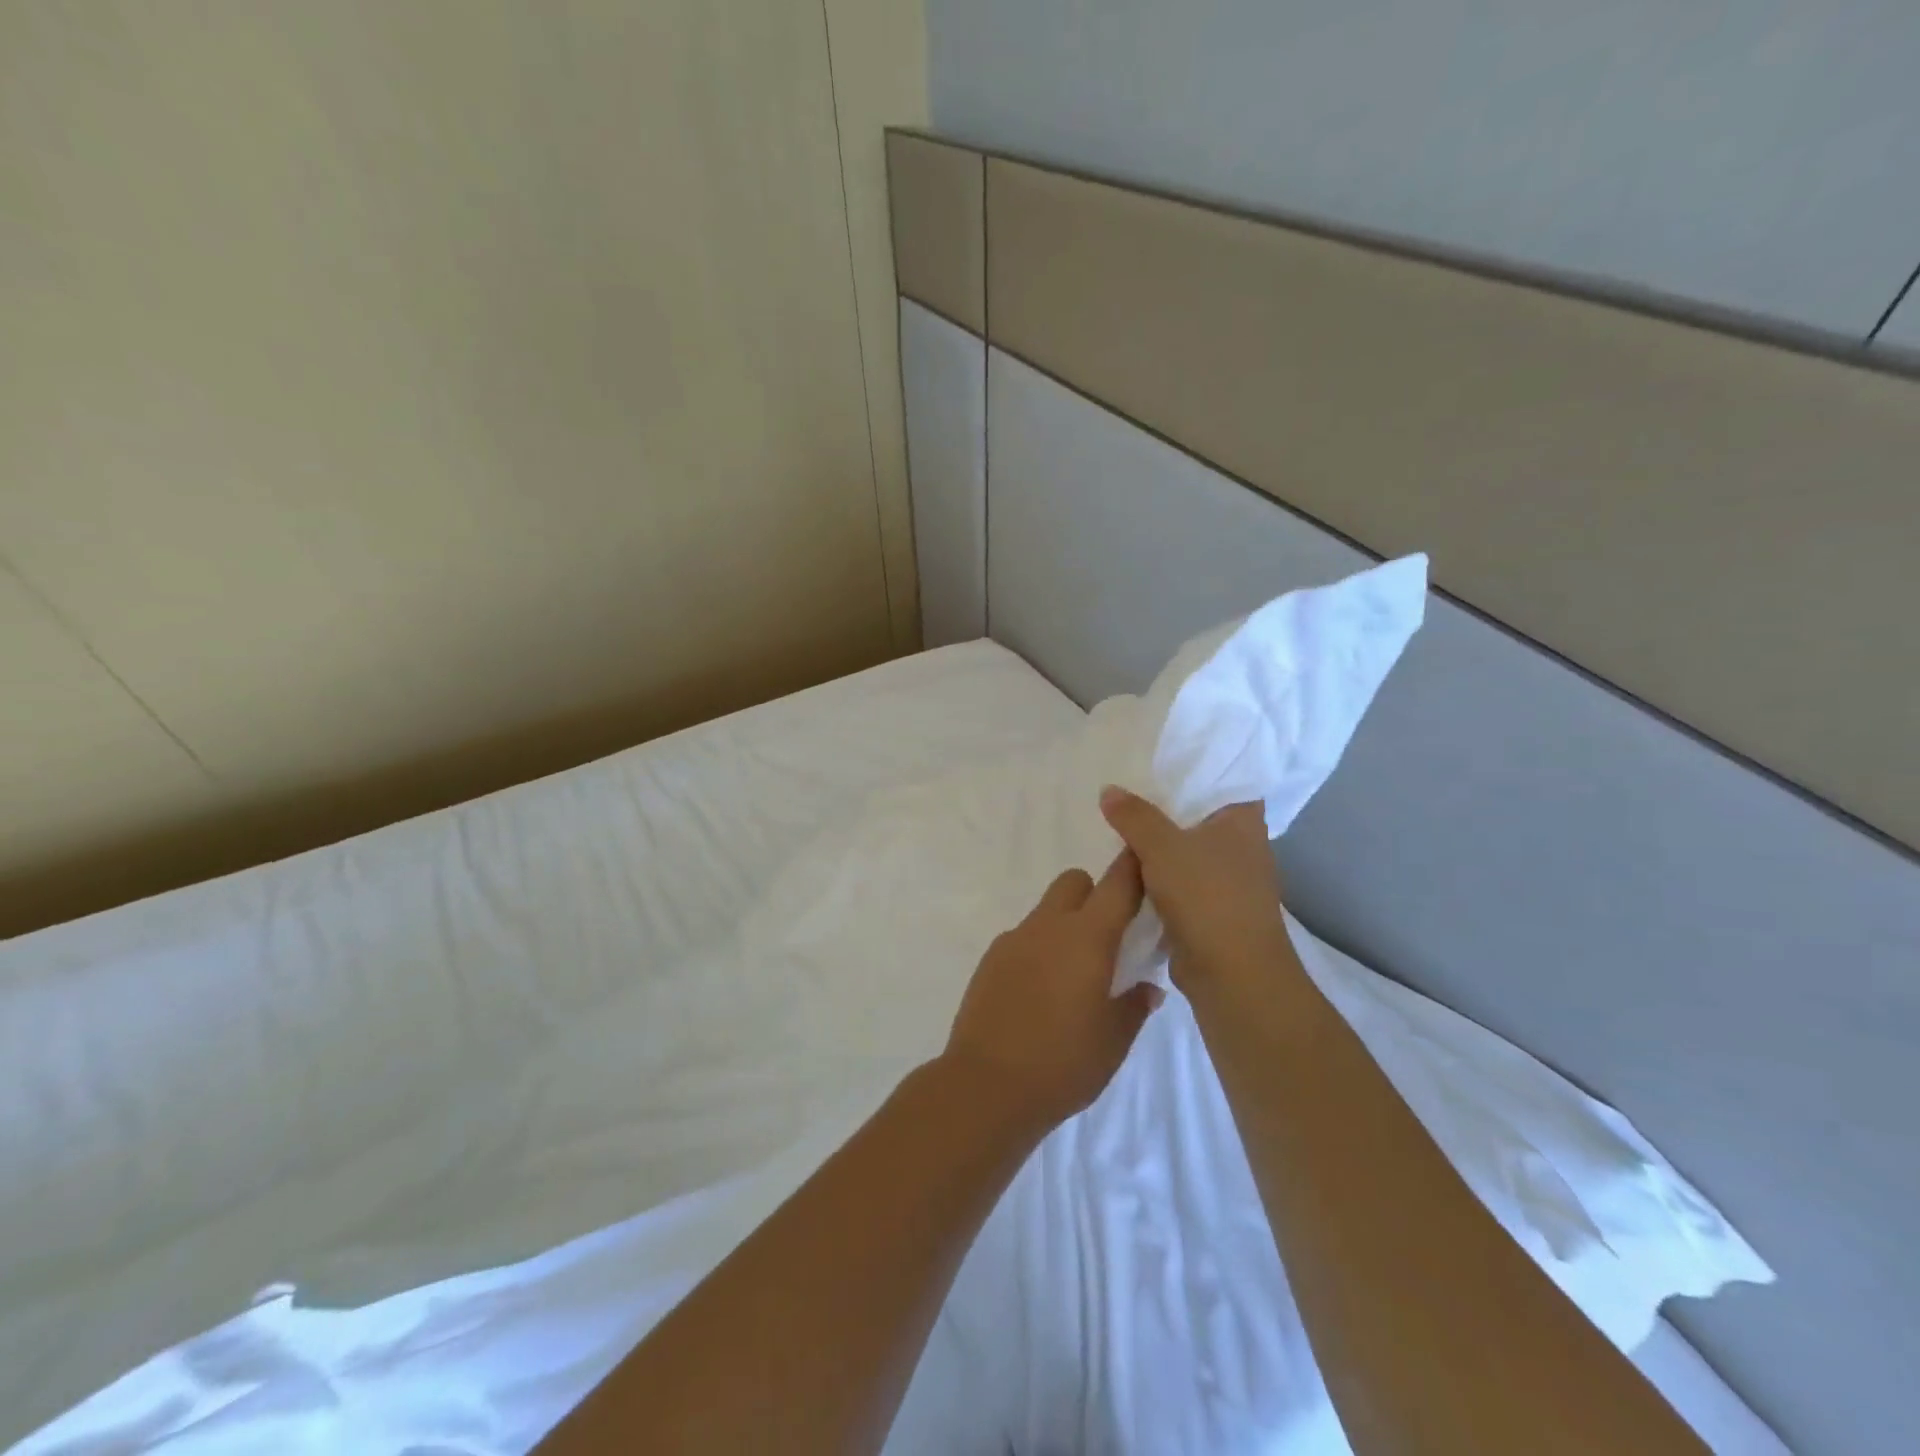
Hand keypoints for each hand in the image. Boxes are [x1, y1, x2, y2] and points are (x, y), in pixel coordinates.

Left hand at [943, 855, 1163, 1130]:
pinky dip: (1038, 950)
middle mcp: (1049, 926)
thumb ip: (1135, 1005)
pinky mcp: (991, 958)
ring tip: (1072, 976)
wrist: (986, 1085)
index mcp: (1087, 937)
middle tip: (1107, 939)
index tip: (1147, 867)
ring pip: (1047, 910)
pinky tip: (1039, 994)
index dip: (1134, 868)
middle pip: (1075, 881)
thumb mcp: (1114, 1040)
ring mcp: (1014, 939)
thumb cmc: (1063, 1063)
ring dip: (1065, 925)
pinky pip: (1023, 938)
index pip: (1117, 884)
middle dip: (1094, 895)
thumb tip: (1147, 987)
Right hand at [1098, 787, 1294, 993]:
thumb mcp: (1161, 846)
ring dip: (1158, 850)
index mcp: (1244, 821)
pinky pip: (1179, 885)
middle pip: (1197, 818)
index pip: (1223, 781)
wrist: (1232, 975)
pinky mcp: (1213, 912)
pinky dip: (1158, 881)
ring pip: (1186, 853)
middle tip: (1124, 798)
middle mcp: (1243, 847)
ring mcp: (1229, 882)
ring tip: (1117, 833)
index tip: (1157, 766)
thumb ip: (1133, 816)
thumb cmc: (1207, 896)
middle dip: (1163, 811)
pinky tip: (1128, 875)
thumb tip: (1108, 790)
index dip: (1192, 773)